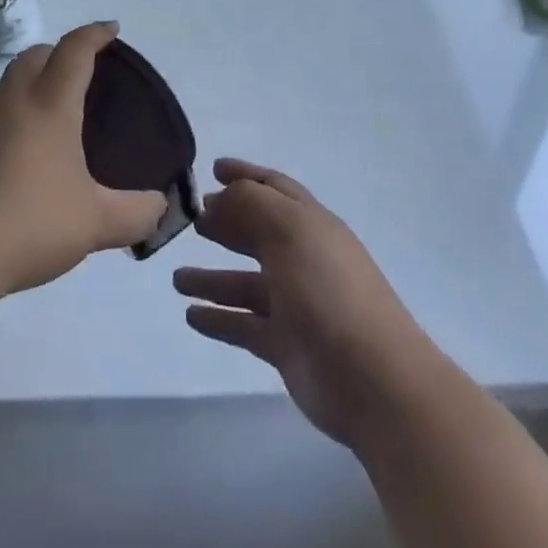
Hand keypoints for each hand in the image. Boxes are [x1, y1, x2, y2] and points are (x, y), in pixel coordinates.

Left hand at [0, 22, 167, 303]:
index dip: (95, 34)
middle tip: (77, 76)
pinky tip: (3, 159)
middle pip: (35, 55)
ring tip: (41, 122)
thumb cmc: (27, 225)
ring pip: (3, 84)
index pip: (75, 50)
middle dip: (59, 54)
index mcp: (49, 104)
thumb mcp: (95, 224)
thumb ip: (136, 214)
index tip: (110, 30)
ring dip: (26, 87)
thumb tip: (159, 207)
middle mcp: (8, 99)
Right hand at [176, 160, 437, 448]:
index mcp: (310, 223)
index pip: (273, 187)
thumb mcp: (289, 229)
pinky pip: (243, 325)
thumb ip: (250, 203)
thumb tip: (220, 198)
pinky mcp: (285, 345)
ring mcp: (294, 303)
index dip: (245, 175)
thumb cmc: (328, 289)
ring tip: (176, 277)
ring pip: (245, 282)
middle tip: (192, 220)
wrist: (371, 378)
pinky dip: (218, 318)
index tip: (212, 168)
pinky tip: (191, 315)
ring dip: (212, 278)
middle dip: (226, 223)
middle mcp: (302, 258)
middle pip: (257, 232)